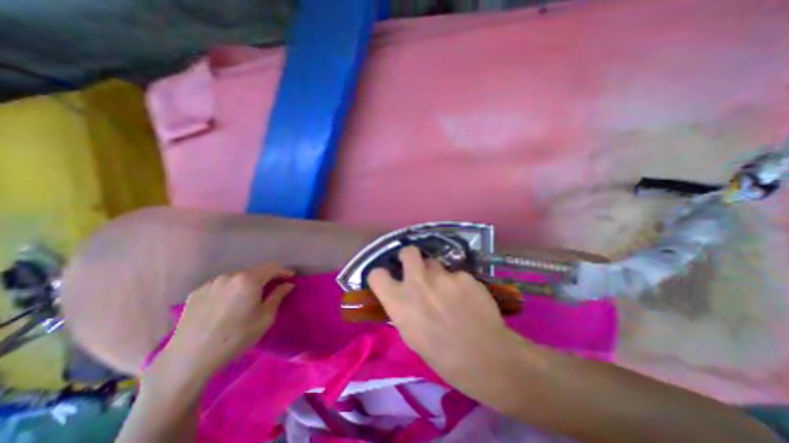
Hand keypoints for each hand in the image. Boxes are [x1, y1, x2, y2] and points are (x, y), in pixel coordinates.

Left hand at [160, 264, 295, 383]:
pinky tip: (227, 305)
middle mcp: (230, 275)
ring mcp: (211, 283)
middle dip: (265, 278)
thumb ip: (278, 296)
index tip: (290, 277)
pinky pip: (221, 285)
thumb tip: (288, 284)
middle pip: (254, 271)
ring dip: (247, 283)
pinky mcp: (196, 293)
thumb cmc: (236, 337)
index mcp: (248, 280)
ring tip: (248, 298)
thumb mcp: (265, 318)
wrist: (189, 359)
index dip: (283, 271)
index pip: (272, 268)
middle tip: (271, 290)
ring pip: (237, 277)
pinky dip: (230, 290)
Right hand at [371, 249, 518, 386]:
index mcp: (399, 302)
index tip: (389, 277)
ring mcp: (442, 276)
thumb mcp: (410, 335)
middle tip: (417, 267)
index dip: (381, 275)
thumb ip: (403, 309)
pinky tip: (468, 299)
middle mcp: (417, 282)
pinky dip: (458, 283)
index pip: (376, 275)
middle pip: (408, 252)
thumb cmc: (442, 356)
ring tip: (449, 292)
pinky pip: (456, 274)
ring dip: (437, 274)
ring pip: (435, 264)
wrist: (485, 358)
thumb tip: (403, 295)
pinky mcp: (464, 275)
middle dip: (410, 256)